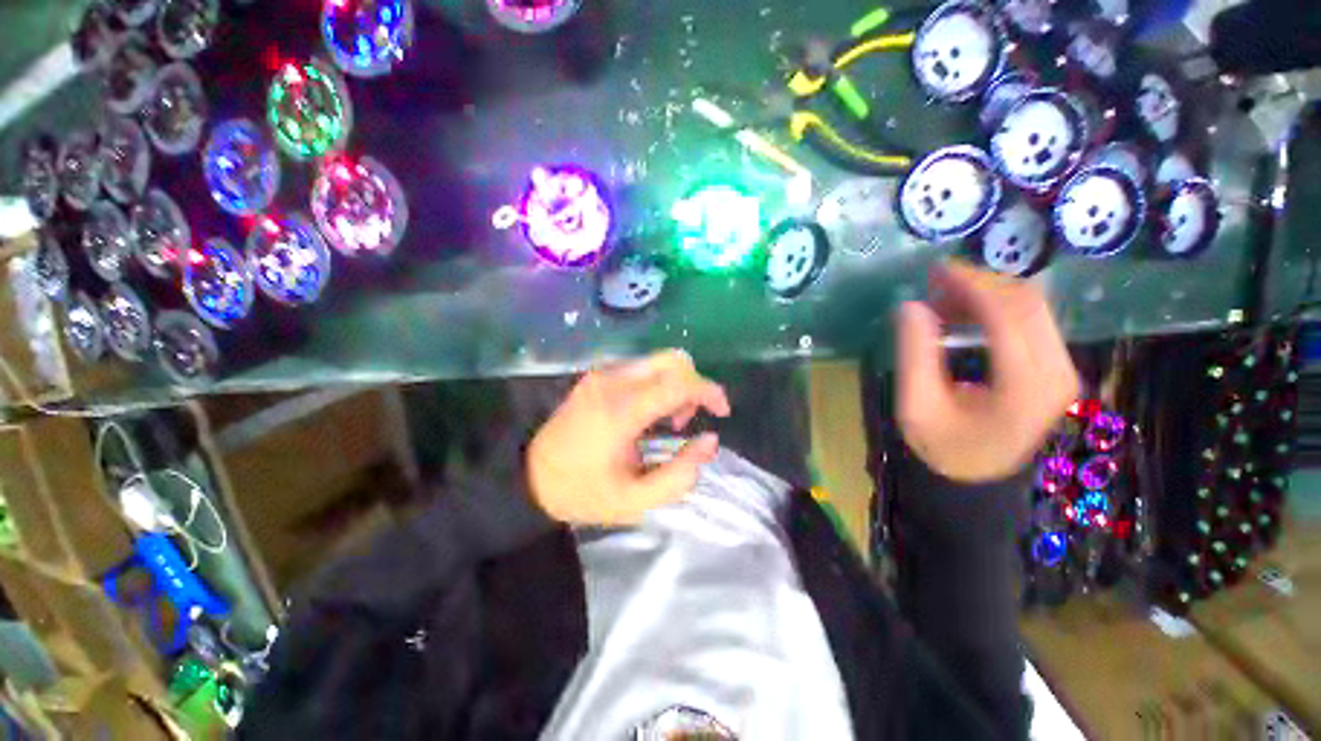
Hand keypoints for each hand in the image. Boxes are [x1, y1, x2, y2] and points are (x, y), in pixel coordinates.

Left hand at [527, 350, 730, 524]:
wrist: (530, 477)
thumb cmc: (583, 492)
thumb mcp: (635, 500)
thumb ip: (680, 474)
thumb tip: (710, 440)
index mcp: (621, 410)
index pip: (678, 382)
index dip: (708, 391)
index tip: (722, 412)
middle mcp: (613, 381)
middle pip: (672, 360)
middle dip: (693, 385)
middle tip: (688, 419)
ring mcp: (602, 374)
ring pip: (658, 361)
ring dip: (676, 384)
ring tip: (669, 420)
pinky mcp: (597, 375)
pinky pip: (642, 367)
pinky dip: (659, 383)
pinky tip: (650, 412)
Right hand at [896, 262, 1079, 482]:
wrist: (978, 481)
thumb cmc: (943, 447)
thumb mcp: (917, 405)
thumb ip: (914, 354)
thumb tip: (911, 306)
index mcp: (1025, 385)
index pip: (1007, 314)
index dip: (971, 284)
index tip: (935, 271)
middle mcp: (1058, 371)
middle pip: (1028, 303)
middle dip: (980, 283)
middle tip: (936, 282)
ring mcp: (1063, 369)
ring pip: (1034, 307)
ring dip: (989, 294)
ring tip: (946, 299)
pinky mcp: (1056, 369)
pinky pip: (1033, 322)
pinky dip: (998, 308)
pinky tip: (967, 314)